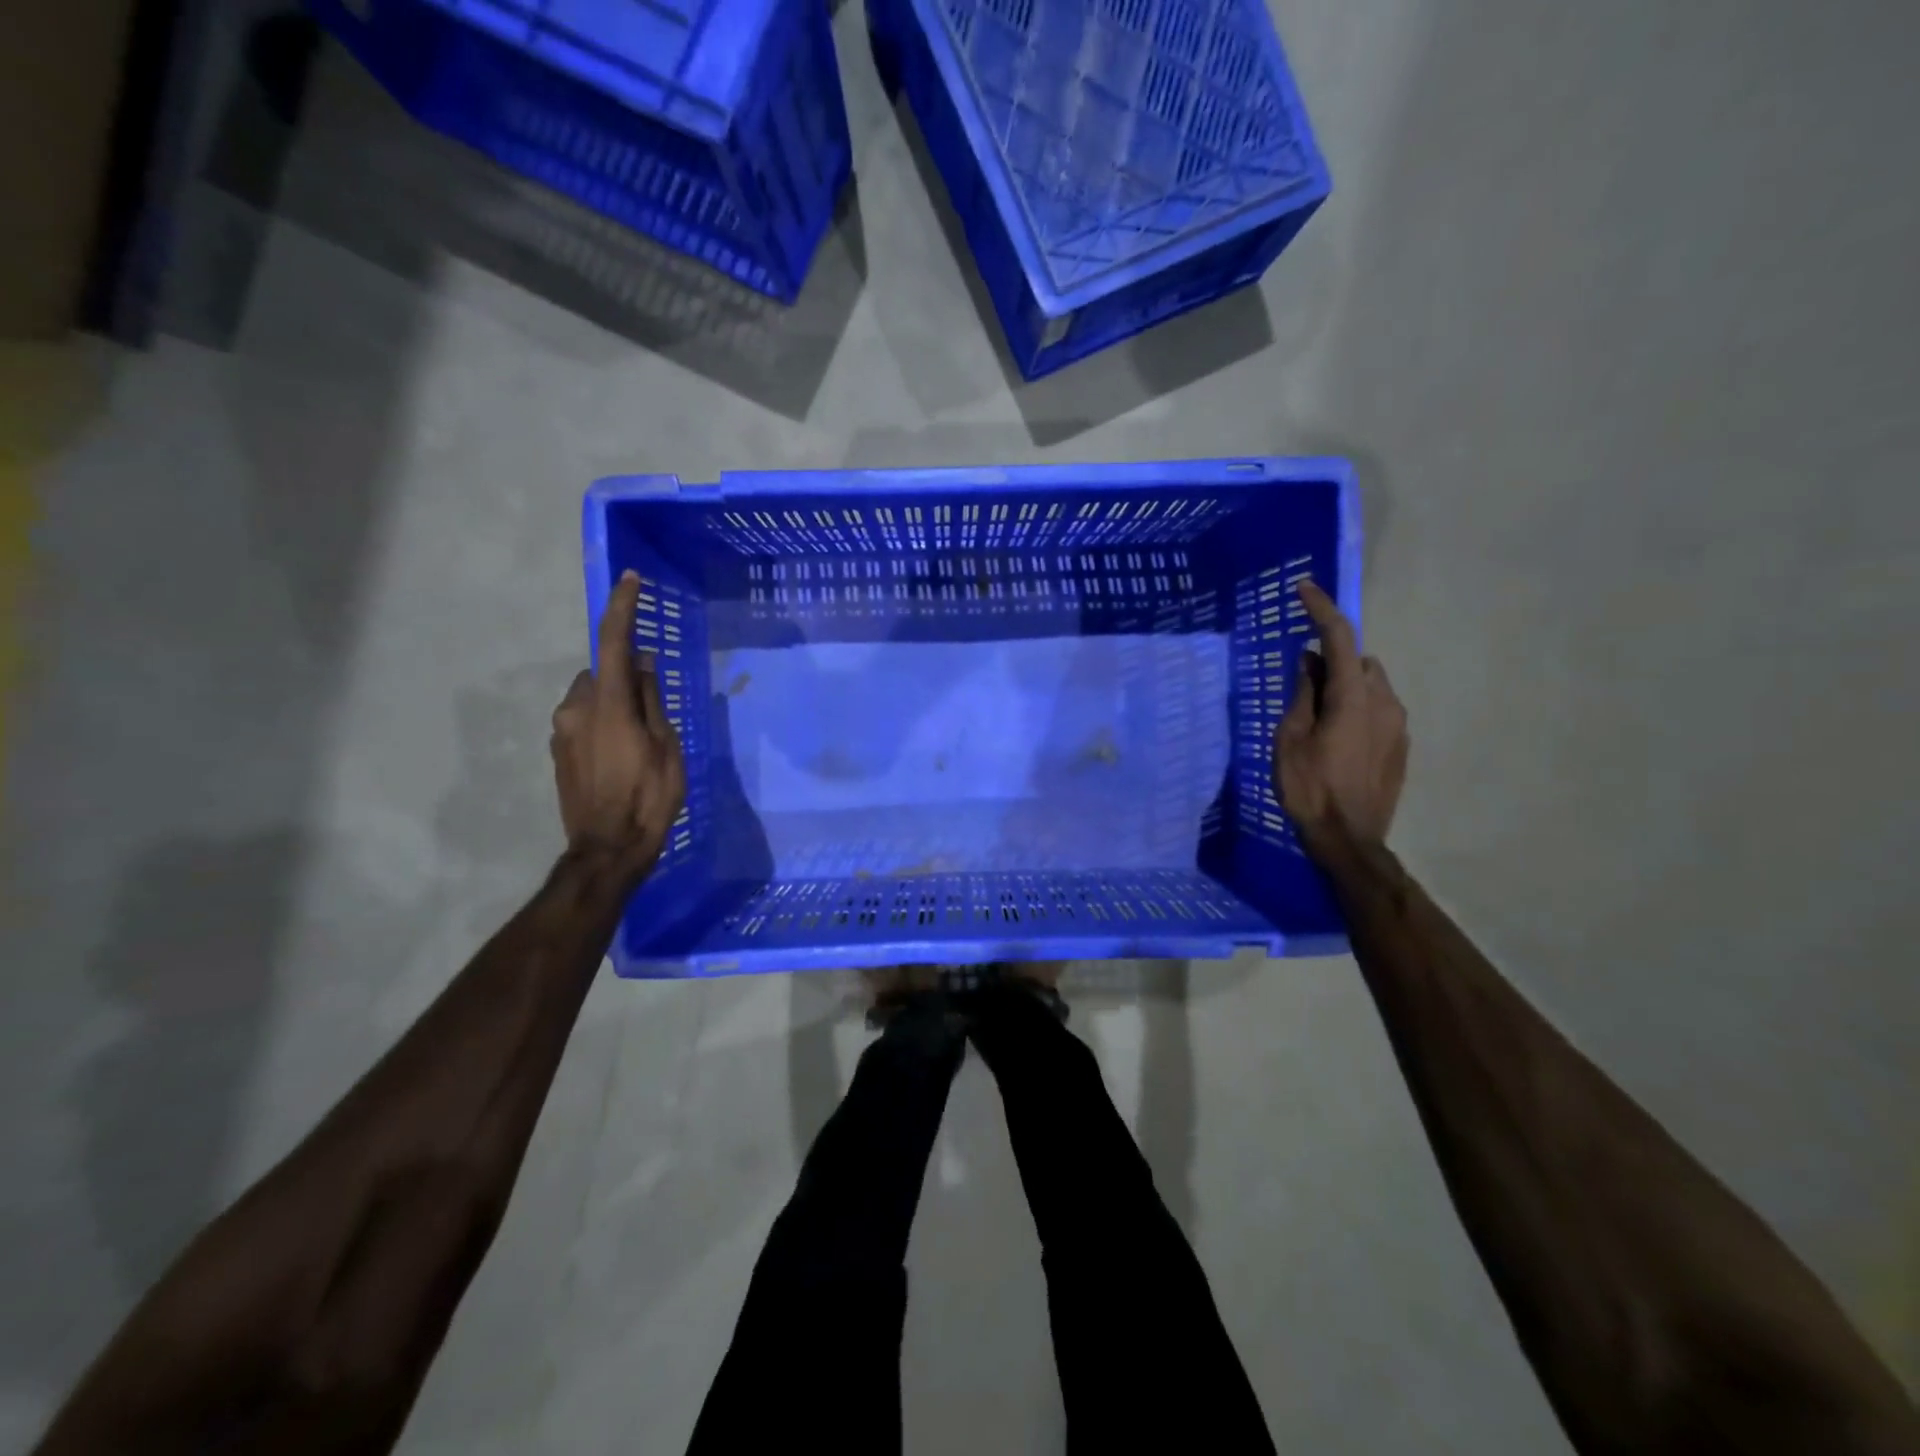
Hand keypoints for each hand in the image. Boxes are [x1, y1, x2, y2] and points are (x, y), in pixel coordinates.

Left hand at [551, 571, 686, 877]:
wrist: (607, 848)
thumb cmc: (648, 798)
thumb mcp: (666, 747)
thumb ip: (652, 701)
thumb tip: (645, 665)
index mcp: (608, 704)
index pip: (613, 642)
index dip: (622, 608)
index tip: (630, 580)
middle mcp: (576, 708)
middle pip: (602, 673)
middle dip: (624, 677)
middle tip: (653, 707)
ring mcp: (562, 730)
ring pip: (591, 697)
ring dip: (613, 703)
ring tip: (639, 739)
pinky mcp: (558, 751)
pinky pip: (583, 720)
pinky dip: (602, 722)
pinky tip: (621, 755)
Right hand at [1273, 579, 1407, 859]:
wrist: (1349, 840)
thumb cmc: (1309, 788)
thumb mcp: (1291, 739)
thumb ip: (1303, 695)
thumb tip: (1310, 661)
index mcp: (1354, 697)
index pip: (1339, 639)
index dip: (1321, 609)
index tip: (1305, 588)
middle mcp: (1385, 702)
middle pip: (1359, 661)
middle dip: (1332, 659)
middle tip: (1301, 680)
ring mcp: (1398, 725)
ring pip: (1371, 685)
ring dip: (1345, 684)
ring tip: (1316, 713)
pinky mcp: (1400, 745)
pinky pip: (1378, 709)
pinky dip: (1356, 706)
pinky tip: (1335, 736)